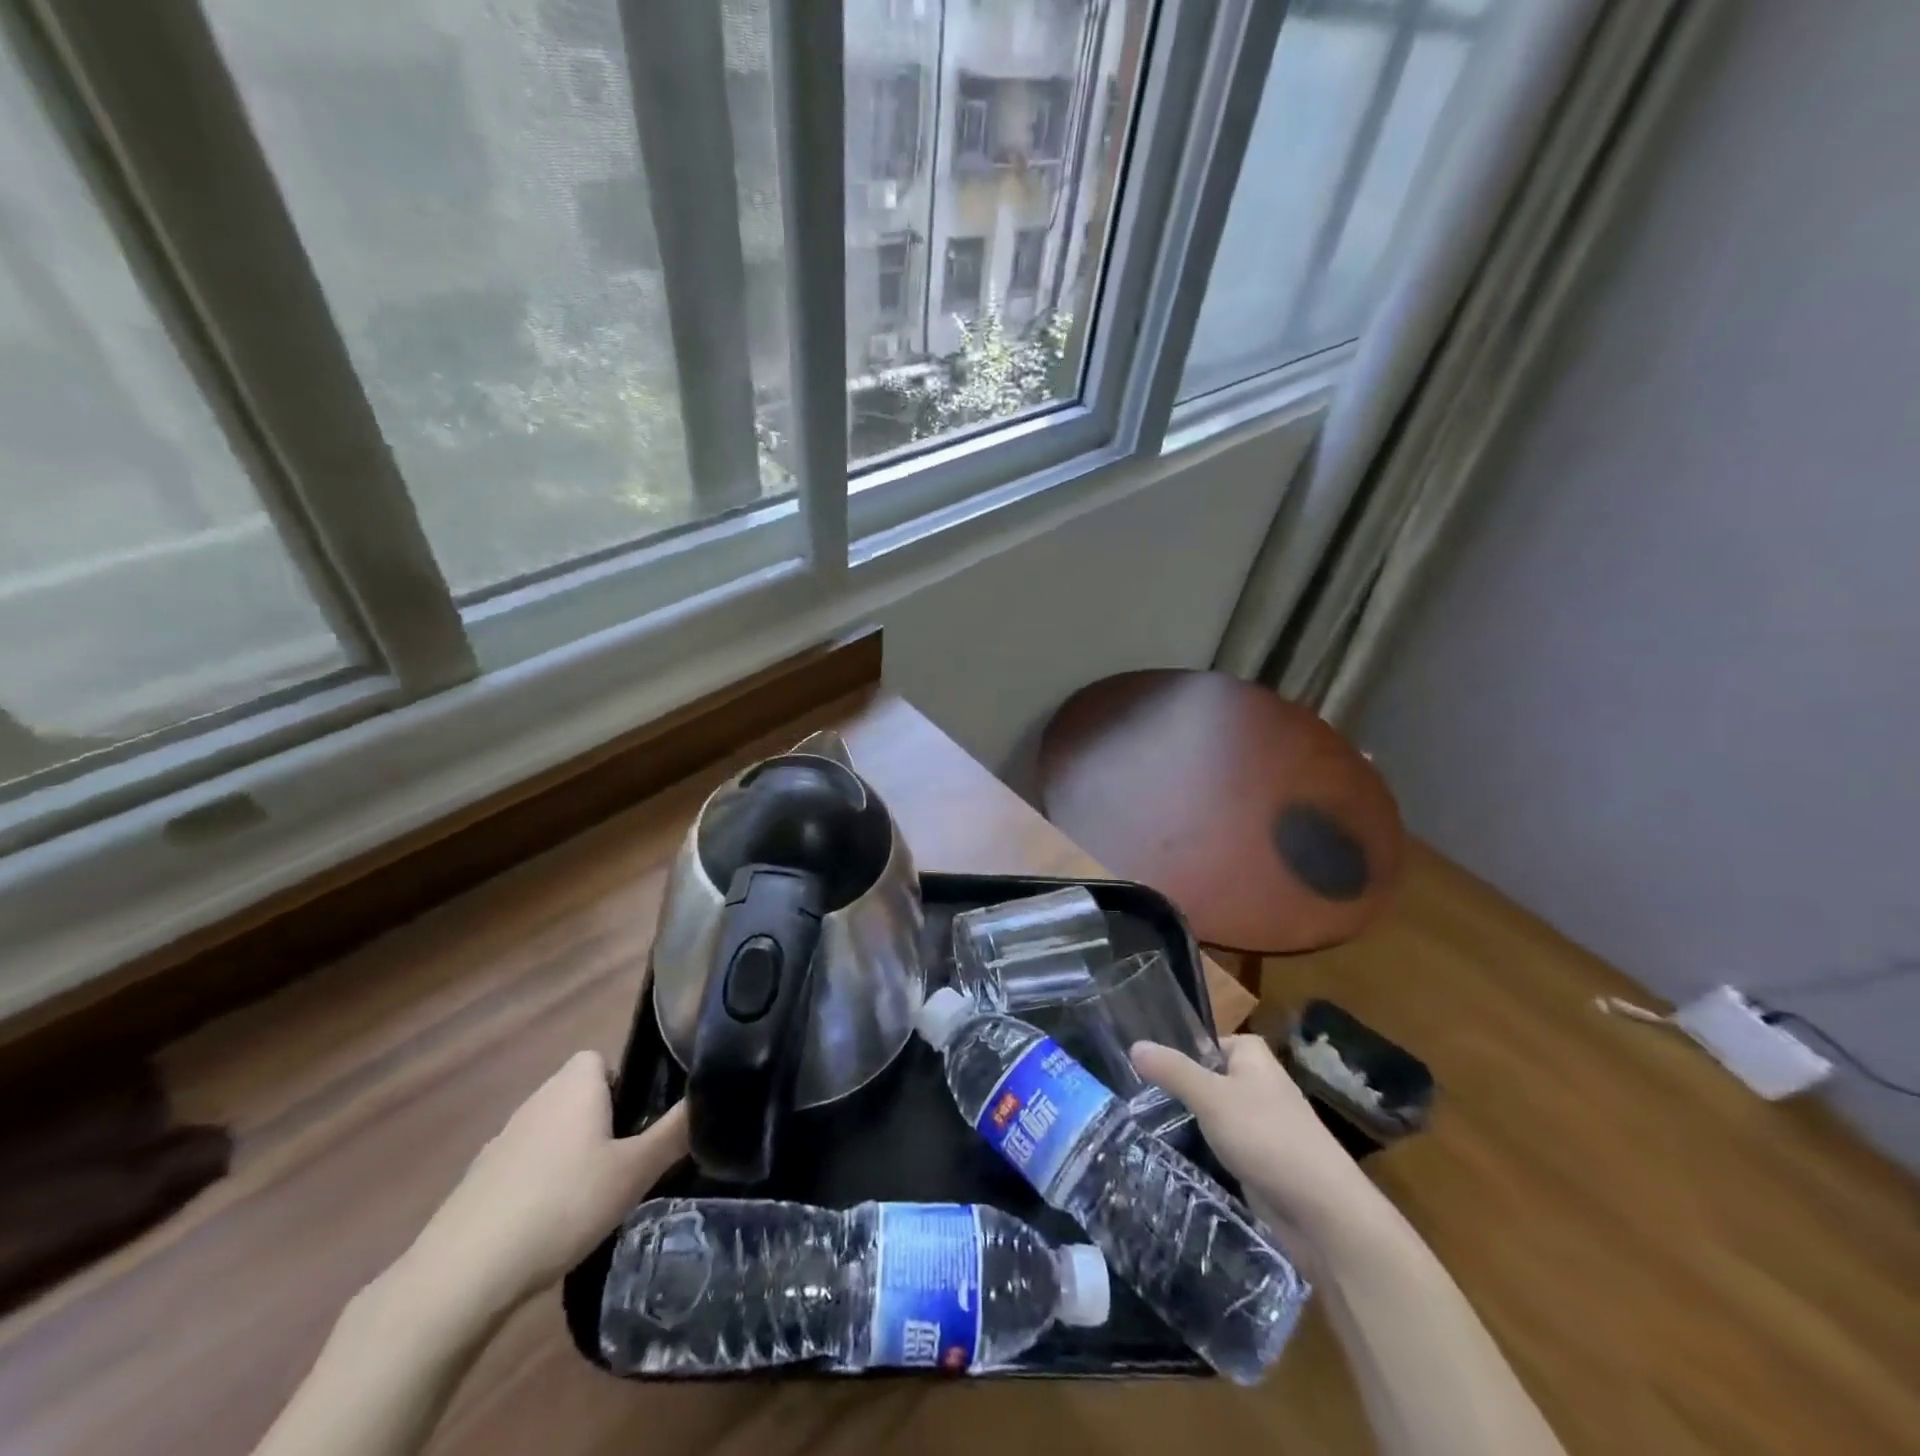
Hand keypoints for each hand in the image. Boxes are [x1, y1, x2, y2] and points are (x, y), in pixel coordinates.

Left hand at [405, 1051, 687, 1316]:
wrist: (463, 1273)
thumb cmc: (563, 1204)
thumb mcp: (635, 1171)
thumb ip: (676, 1131)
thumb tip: (713, 1094)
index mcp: (575, 1084)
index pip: (602, 1059)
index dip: (625, 1085)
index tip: (639, 1125)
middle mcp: (538, 1098)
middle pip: (580, 1095)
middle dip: (603, 1122)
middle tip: (625, 1164)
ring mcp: (503, 1138)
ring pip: (553, 1131)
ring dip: (572, 1154)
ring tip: (591, 1199)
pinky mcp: (479, 1179)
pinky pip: (525, 1166)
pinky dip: (540, 1184)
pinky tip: (550, 1225)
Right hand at [1131, 1034, 1378, 1239]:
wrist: (1323, 1213)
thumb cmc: (1267, 1138)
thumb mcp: (1211, 1098)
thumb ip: (1172, 1071)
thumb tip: (1134, 1044)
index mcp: (1253, 1056)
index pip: (1205, 1042)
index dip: (1176, 1051)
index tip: (1142, 1066)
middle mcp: (1259, 1083)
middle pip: (1207, 1078)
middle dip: (1178, 1089)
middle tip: (1137, 1098)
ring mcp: (1262, 1124)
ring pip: (1214, 1114)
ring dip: (1189, 1122)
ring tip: (1145, 1126)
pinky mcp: (1262, 1160)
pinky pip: (1224, 1145)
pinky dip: (1205, 1150)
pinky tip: (1176, 1157)